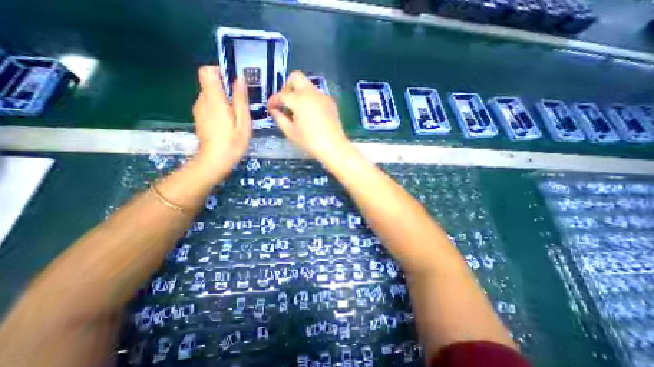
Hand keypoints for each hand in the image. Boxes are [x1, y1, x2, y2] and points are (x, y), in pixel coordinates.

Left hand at [190, 66, 250, 180]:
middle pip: (209, 83)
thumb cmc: (233, 142)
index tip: (234, 83)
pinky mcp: (200, 117)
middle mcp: (202, 100)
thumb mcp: (243, 121)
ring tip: (237, 115)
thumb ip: (240, 99)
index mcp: (213, 99)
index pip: (207, 71)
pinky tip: (228, 122)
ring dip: (224, 99)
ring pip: (210, 95)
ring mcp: (199, 109)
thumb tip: (240, 78)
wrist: (215, 161)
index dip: (220, 71)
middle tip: (241, 103)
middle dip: (226, 88)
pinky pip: (209, 105)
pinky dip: (219, 107)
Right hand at [267, 70, 352, 161]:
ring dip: (299, 93)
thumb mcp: (290, 132)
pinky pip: (317, 95)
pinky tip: (311, 114)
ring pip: (307, 85)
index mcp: (298, 100)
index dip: (273, 101)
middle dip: (287, 87)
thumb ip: (279, 118)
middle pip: (295, 77)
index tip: (271, 108)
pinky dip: (310, 100)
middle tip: (285, 102)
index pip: (281, 95)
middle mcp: (311, 93)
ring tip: (298, 111)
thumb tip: (275, 110)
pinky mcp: (330, 102)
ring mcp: (322, 96)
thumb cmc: (310, 142)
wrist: (333, 147)